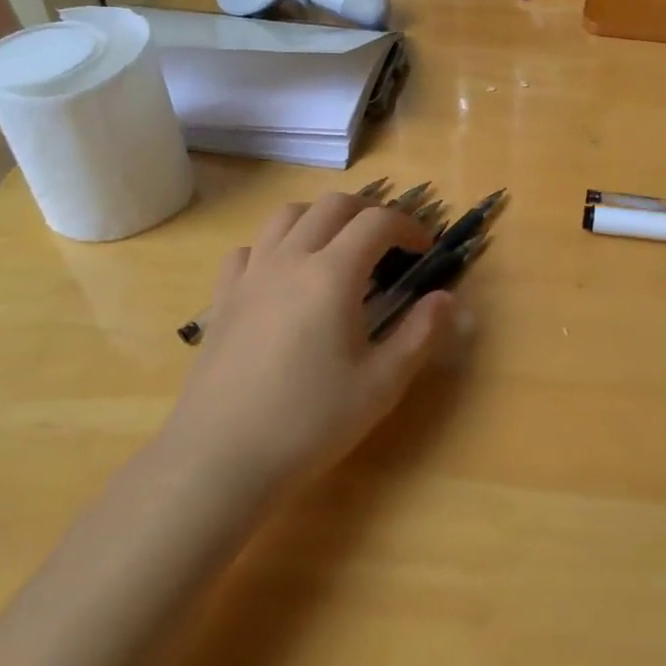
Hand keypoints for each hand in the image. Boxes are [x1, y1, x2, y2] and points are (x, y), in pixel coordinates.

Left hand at [167, 194, 453, 492]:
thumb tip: (446, 298)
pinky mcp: (223, 298)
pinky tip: (284, 275)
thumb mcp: (381, 385)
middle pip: (333, 205)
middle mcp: (290, 259)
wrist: (219, 460)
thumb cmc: (309, 422)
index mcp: (332, 275)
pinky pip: (250, 249)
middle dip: (369, 211)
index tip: (424, 249)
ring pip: (287, 215)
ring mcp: (251, 275)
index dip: (408, 226)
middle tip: (389, 240)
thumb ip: (420, 334)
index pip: (377, 222)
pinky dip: (275, 246)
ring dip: (322, 217)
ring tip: (339, 246)